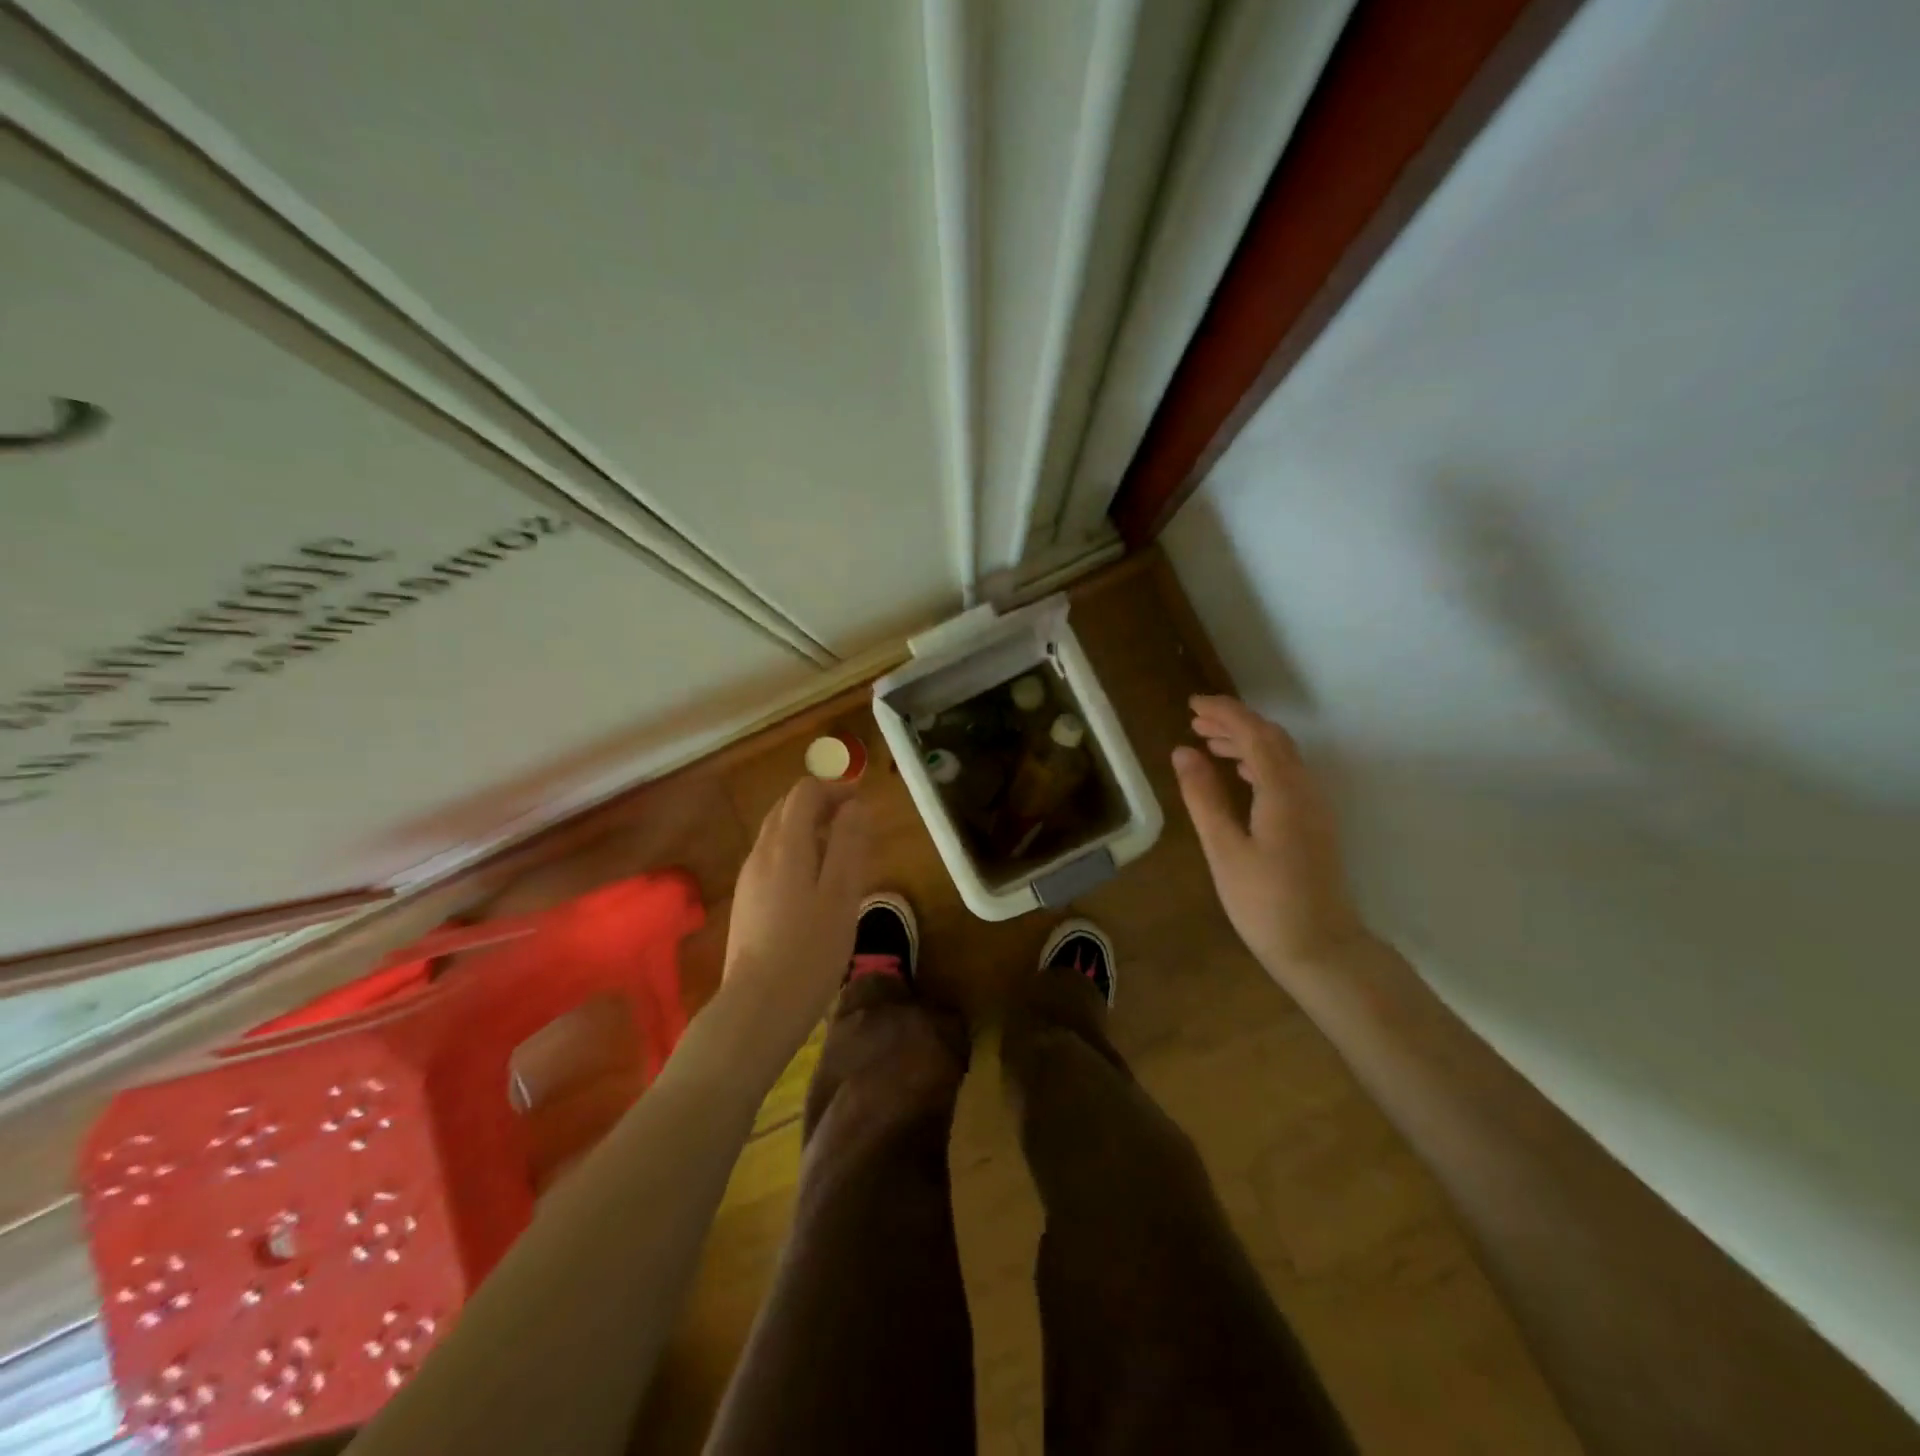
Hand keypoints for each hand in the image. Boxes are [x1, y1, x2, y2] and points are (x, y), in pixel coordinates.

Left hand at [721, 776, 873, 1052]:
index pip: (804, 793)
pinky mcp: (746, 903)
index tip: (862, 802)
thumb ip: (848, 844)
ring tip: (840, 852)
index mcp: (785, 845)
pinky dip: (796, 852)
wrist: (758, 1008)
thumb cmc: (810, 949)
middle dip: (820, 804)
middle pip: (786, 809)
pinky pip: (772, 860)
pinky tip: (815, 883)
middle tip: (854, 823)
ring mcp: (749, 880)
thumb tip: (854, 805)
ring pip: (777, 835)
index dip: (835, 788)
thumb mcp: (842, 894)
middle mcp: (761, 854)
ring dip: (808, 829)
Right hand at [1172, 695, 1366, 977]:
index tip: (1192, 705)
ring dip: (1246, 741)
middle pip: (1272, 738)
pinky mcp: (1313, 823)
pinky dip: (1258, 762)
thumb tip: (1183, 752)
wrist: (1320, 947)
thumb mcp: (1223, 849)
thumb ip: (1203, 796)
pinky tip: (1238, 773)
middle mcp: (1304, 789)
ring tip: (1207, 743)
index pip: (1254, 734)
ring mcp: (1314, 806)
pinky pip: (1286, 774)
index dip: (1225, 713)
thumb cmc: (1264, 902)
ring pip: (1281, 756)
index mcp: (1282, 791)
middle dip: (1234, 722)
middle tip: (1194, 720)